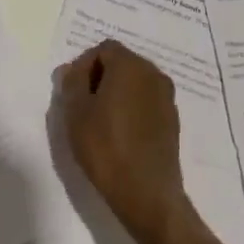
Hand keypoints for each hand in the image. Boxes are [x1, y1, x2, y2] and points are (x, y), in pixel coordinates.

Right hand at [54, 39, 188, 243]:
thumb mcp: (76, 112)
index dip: (83, 65)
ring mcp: (166, 98)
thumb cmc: (105, 147)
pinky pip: (146, 102)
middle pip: (121, 63)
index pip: (103, 49)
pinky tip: (119, 134)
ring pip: (135, 84)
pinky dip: (131, 109)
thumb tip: (72, 69)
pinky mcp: (172, 121)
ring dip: (116, 93)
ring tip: (99, 121)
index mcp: (130, 65)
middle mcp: (153, 74)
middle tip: (81, 105)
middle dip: (100, 77)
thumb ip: (72, 82)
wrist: (146, 193)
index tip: (71, 91)